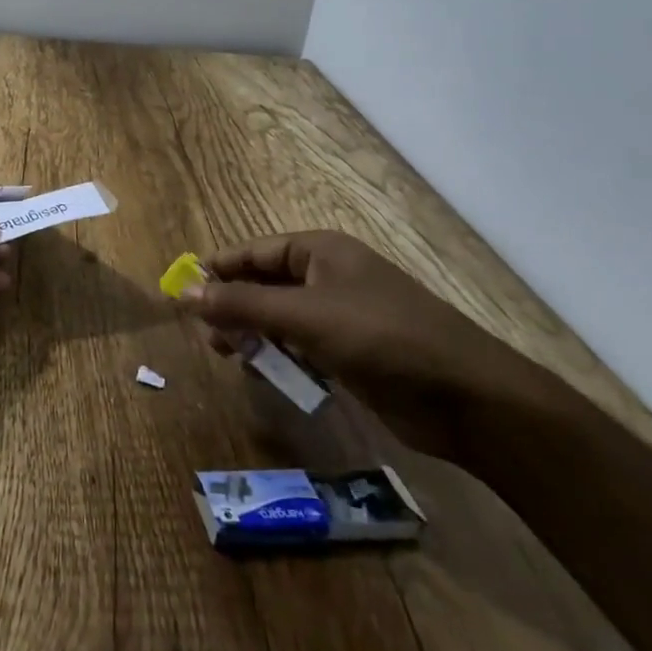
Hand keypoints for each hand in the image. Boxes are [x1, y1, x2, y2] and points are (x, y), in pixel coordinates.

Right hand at [179, 231, 527, 460]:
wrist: (468, 399)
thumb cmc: (381, 338)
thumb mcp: (304, 317)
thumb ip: (242, 305)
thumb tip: (183, 291)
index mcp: (320, 251)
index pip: (255, 251)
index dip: (218, 270)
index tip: (183, 293)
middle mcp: (329, 276)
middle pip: (266, 284)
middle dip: (235, 307)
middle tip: (208, 337)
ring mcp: (344, 316)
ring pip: (283, 318)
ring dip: (256, 335)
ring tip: (230, 358)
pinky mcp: (355, 354)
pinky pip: (304, 347)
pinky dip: (283, 358)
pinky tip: (268, 376)